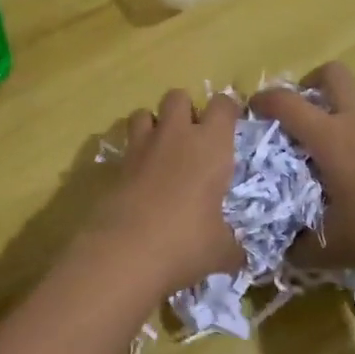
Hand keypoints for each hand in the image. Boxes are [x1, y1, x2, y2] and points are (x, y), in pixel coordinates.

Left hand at [79, 88, 242, 296]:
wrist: (125, 252)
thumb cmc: (186, 242)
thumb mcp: (220, 250)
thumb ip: (232, 246)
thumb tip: (239, 257)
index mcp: (211, 145)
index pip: (223, 105)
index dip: (228, 109)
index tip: (231, 122)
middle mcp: (176, 136)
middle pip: (177, 96)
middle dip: (185, 109)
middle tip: (192, 138)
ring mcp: (141, 147)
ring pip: (143, 112)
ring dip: (153, 125)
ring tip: (161, 151)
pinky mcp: (115, 165)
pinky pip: (126, 146)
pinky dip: (133, 155)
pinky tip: (140, 179)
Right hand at [251, 63, 354, 284]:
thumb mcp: (331, 249)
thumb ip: (299, 247)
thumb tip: (280, 252)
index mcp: (332, 138)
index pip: (288, 103)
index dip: (265, 99)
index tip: (253, 108)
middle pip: (334, 73)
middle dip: (312, 82)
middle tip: (304, 109)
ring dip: (353, 96)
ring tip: (343, 123)